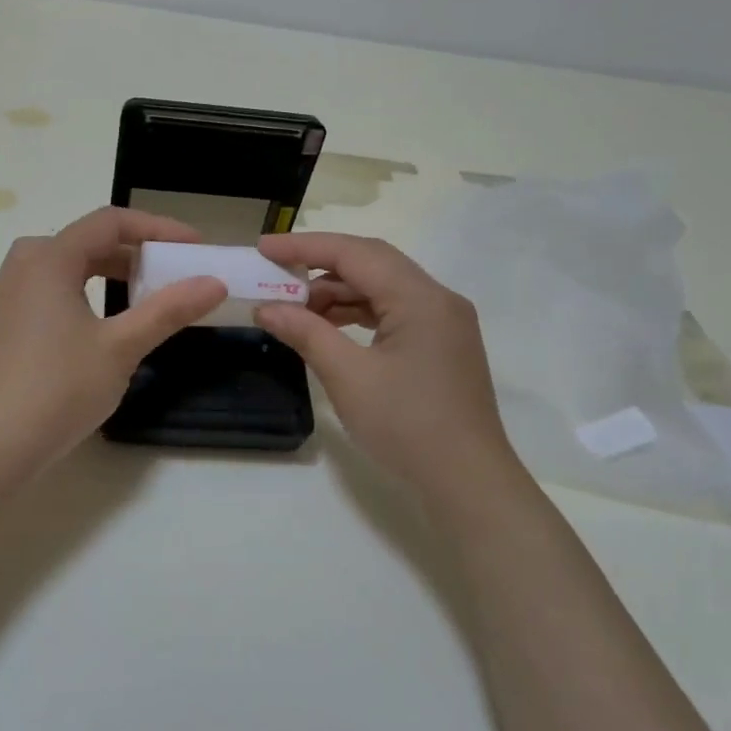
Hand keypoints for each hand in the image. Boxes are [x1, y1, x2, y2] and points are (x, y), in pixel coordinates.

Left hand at [0, 207, 226, 474]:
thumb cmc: (60, 388)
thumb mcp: (122, 347)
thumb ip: (168, 310)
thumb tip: (214, 283)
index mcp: (48, 259)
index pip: (109, 222)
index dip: (156, 228)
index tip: (193, 246)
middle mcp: (21, 265)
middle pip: (86, 240)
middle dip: (133, 251)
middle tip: (171, 271)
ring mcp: (5, 294)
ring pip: (65, 265)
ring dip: (107, 271)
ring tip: (142, 294)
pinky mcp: (1, 322)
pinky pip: (47, 288)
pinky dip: (81, 290)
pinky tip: (100, 322)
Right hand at [255, 232, 515, 490]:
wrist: (467, 483)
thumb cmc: (407, 426)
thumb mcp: (349, 377)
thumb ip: (307, 333)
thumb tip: (267, 308)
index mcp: (421, 298)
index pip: (356, 253)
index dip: (305, 246)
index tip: (263, 247)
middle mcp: (437, 299)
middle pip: (372, 263)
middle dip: (319, 266)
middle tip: (274, 274)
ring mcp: (443, 323)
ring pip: (382, 288)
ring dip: (337, 292)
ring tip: (294, 308)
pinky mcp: (440, 346)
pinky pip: (392, 313)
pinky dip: (357, 314)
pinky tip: (328, 328)